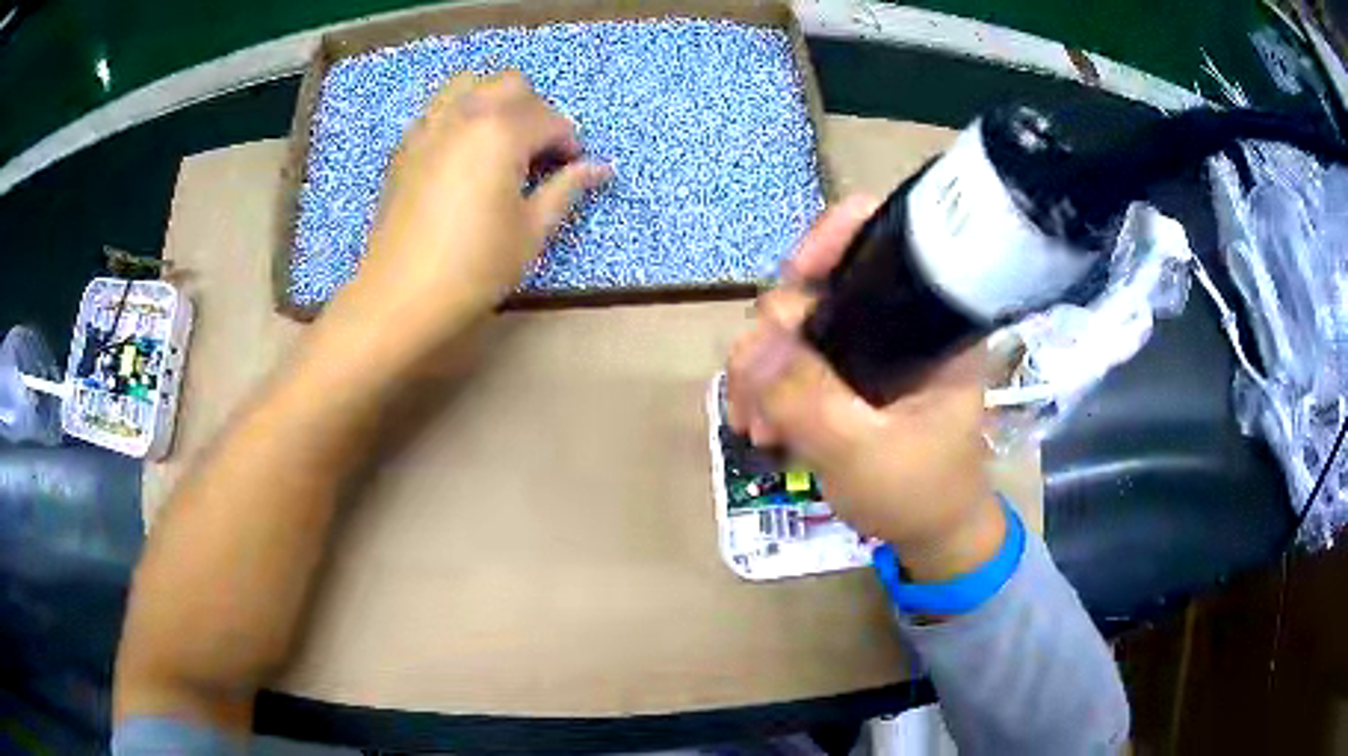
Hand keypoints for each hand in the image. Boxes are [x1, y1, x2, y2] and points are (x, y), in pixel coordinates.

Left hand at [319, 70, 611, 371]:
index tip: (571, 169)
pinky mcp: (405, 146)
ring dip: (492, 101)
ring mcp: (428, 126)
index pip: (550, 119)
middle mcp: (464, 114)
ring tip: (498, 141)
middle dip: (533, 109)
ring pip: (468, 84)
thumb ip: (566, 189)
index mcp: (501, 131)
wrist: (399, 296)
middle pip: (510, 84)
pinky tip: (461, 154)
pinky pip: (437, 109)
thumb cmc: (474, 266)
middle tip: (536, 151)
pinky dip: (458, 116)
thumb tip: (600, 168)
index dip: (568, 143)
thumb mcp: (531, 231)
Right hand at [727, 196, 1004, 582]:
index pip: (884, 237)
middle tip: (753, 390)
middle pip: (822, 282)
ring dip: (761, 365)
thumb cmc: (920, 493)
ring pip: (797, 321)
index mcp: (932, 319)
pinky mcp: (849, 369)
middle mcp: (901, 317)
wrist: (930, 535)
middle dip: (775, 332)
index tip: (792, 284)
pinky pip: (793, 354)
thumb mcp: (864, 452)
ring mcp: (872, 343)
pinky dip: (767, 382)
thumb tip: (753, 344)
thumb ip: (808, 398)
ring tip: (751, 421)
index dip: (832, 240)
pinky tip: (757, 420)